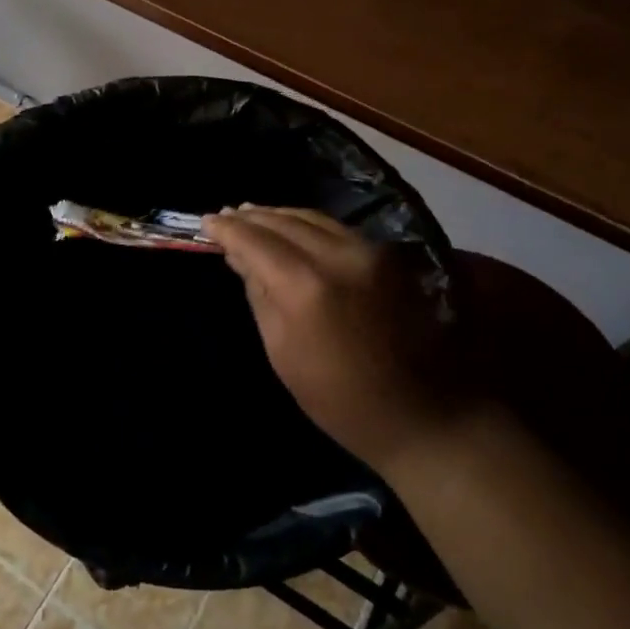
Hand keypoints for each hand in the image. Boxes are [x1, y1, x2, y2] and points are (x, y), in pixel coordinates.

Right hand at [202, 206, 463, 473]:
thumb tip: (239, 257)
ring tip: (252, 214)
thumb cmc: (339, 399)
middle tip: (225, 214)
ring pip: (313, 218)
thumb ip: (259, 295)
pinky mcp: (389, 256)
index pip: (255, 240)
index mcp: (306, 287)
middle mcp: (339, 255)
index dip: (227, 229)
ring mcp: (369, 251)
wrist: (423, 414)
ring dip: (279, 215)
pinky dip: (308, 224)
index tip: (206, 222)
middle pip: (284, 221)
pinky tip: (292, 229)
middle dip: (251, 216)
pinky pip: (337, 229)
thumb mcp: (282, 352)